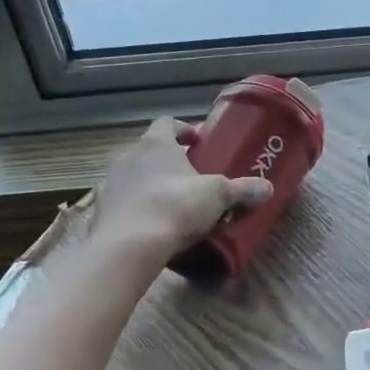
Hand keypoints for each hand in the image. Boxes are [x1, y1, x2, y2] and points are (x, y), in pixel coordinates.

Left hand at [91, 117, 272, 262]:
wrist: (129, 246)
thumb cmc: (176, 206)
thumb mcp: (218, 196)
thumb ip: (242, 190)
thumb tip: (267, 188)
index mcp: (156, 143)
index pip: (167, 123)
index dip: (183, 129)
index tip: (197, 141)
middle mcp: (129, 156)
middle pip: (150, 150)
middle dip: (170, 160)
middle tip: (191, 176)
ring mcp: (111, 183)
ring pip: (135, 176)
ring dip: (152, 184)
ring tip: (173, 202)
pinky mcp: (101, 210)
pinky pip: (124, 202)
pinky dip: (138, 208)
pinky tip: (152, 224)